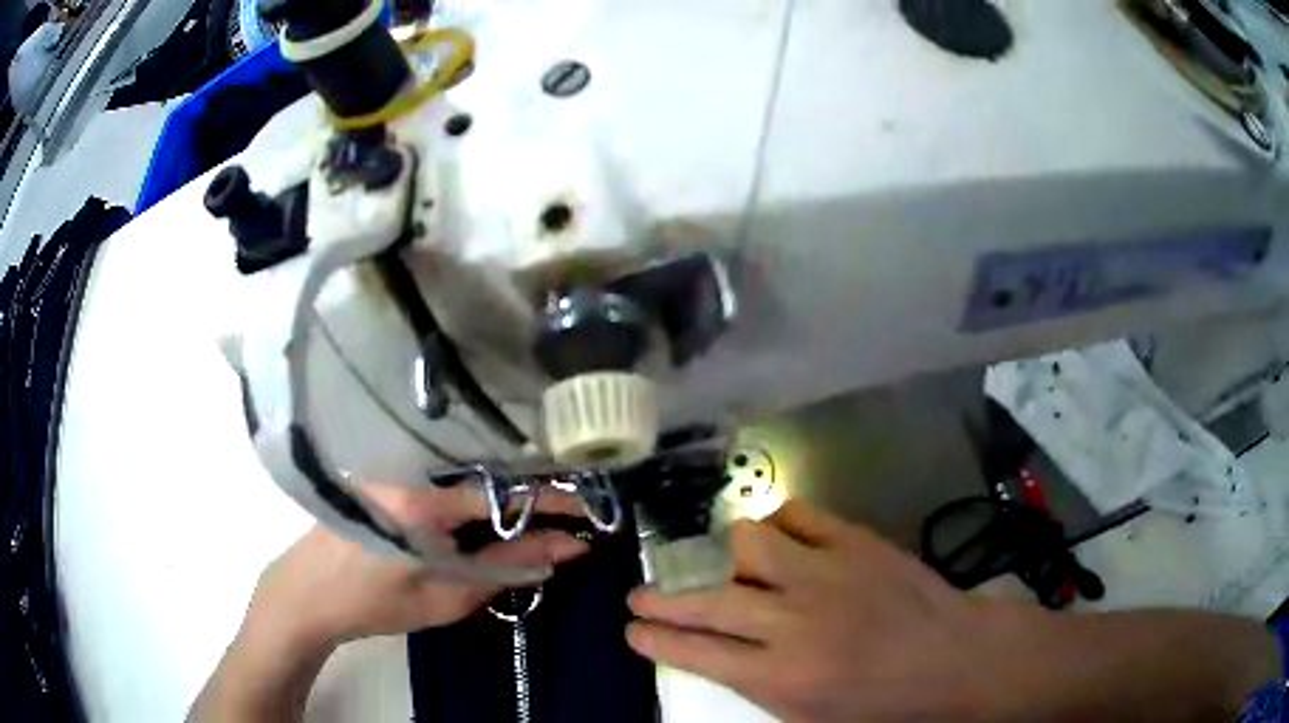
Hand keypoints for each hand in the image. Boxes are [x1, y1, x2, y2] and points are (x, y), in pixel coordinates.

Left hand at [248, 482, 589, 649]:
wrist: (309, 591)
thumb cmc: (376, 603)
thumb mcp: (449, 596)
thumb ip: (510, 565)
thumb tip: (569, 547)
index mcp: (423, 499)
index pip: (507, 490)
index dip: (555, 500)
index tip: (591, 512)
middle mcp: (409, 463)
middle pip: (490, 464)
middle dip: (535, 487)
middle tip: (568, 512)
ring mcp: (393, 457)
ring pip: (468, 462)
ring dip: (506, 484)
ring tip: (538, 509)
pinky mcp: (385, 462)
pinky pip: (444, 465)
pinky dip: (476, 483)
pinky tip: (490, 502)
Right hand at [626, 500, 992, 720]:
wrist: (955, 659)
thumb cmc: (884, 704)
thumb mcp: (812, 718)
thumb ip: (759, 687)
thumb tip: (716, 656)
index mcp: (782, 676)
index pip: (697, 652)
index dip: (655, 640)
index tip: (632, 631)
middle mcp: (793, 621)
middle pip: (706, 600)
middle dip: (661, 600)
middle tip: (639, 597)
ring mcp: (825, 573)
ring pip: (747, 541)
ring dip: (725, 554)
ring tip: (724, 565)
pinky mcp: (855, 541)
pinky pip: (799, 513)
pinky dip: (778, 522)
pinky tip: (777, 537)